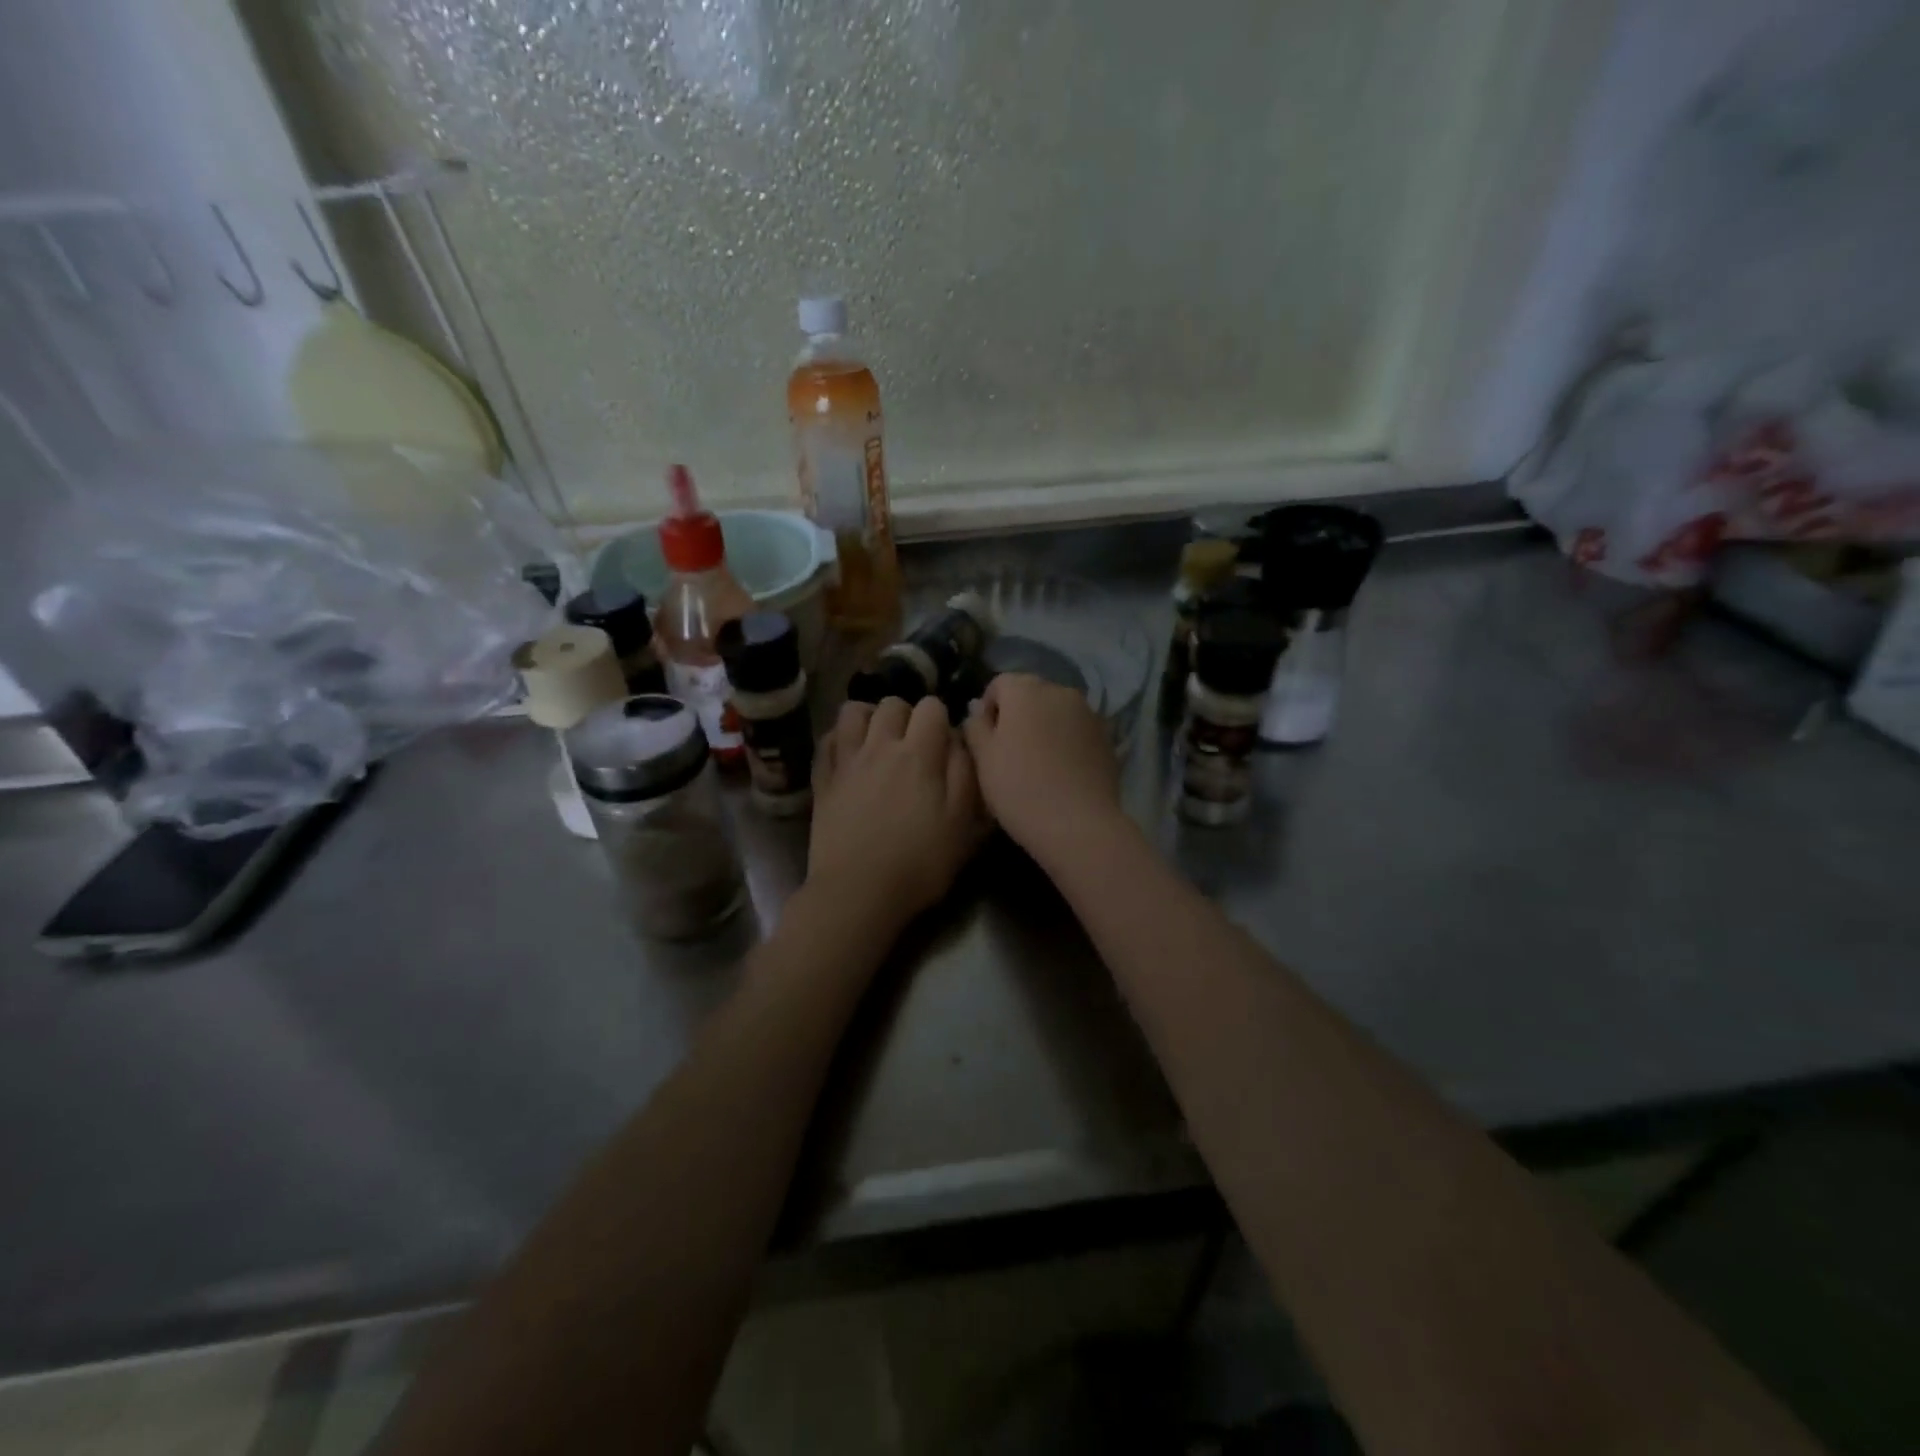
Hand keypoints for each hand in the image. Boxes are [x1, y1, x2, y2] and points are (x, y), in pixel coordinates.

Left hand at [809, 696, 984, 927]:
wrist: (858, 892)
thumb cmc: (920, 863)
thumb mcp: (963, 823)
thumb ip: (966, 774)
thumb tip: (959, 740)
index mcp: (919, 754)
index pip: (932, 706)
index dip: (942, 719)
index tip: (944, 743)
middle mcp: (880, 746)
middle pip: (892, 703)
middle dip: (907, 714)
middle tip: (913, 743)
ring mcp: (846, 761)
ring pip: (853, 711)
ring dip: (869, 718)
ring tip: (879, 740)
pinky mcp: (822, 780)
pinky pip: (827, 740)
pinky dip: (840, 738)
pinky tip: (850, 754)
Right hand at [961, 673, 1124, 865]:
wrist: (1078, 824)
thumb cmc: (1019, 788)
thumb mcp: (983, 759)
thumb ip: (975, 726)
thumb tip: (978, 711)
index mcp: (1026, 690)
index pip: (999, 684)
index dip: (988, 709)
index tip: (985, 741)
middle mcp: (1060, 691)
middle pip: (1030, 694)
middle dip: (1017, 715)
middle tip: (1008, 753)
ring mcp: (1088, 712)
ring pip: (1055, 711)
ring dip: (1043, 727)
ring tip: (1037, 763)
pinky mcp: (1107, 736)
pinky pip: (1076, 730)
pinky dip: (1066, 741)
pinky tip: (1061, 772)